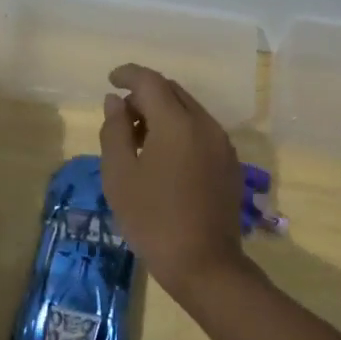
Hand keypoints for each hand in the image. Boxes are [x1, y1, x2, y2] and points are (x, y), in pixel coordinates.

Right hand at [98, 64, 250, 303]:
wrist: (204, 264)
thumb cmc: (152, 220)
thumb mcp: (120, 175)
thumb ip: (115, 130)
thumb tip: (115, 101)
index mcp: (177, 123)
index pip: (150, 81)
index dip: (128, 74)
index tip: (110, 80)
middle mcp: (205, 124)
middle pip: (172, 91)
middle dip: (145, 95)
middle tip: (121, 117)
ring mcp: (222, 144)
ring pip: (189, 110)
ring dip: (163, 113)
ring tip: (139, 141)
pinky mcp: (230, 163)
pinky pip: (201, 130)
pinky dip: (180, 130)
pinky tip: (164, 158)